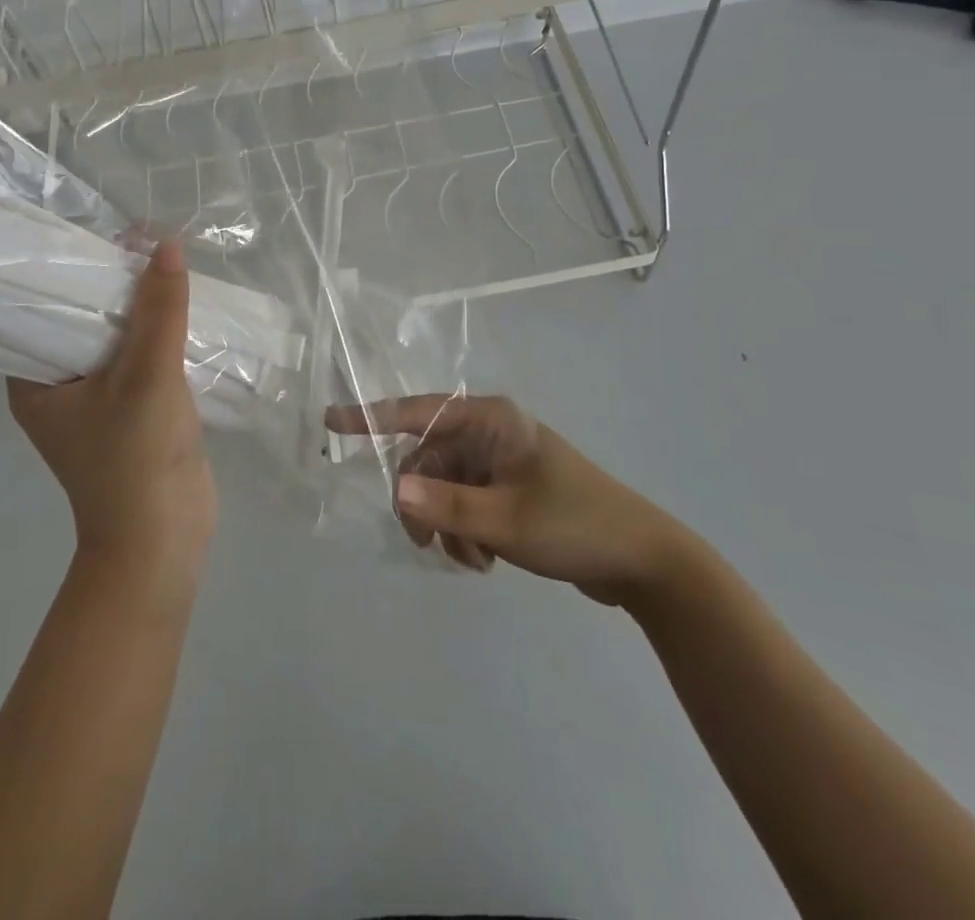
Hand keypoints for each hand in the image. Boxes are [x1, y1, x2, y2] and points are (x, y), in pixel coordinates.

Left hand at [7, 240, 215, 573]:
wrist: (165, 541)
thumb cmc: (136, 460)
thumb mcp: (147, 376)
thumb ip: (159, 311)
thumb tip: (167, 245)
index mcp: (34, 380)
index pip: (38, 308)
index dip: (66, 270)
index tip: (97, 233)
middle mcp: (58, 386)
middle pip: (81, 319)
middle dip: (111, 283)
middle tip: (141, 239)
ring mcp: (96, 400)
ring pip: (115, 338)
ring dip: (139, 308)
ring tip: (163, 261)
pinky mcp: (131, 410)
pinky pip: (140, 358)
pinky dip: (158, 334)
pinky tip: (181, 306)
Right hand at [325, 394, 692, 606]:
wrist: (643, 562)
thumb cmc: (575, 524)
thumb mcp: (506, 520)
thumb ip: (446, 506)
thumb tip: (394, 490)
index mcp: (489, 420)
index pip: (416, 412)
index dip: (370, 416)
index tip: (330, 422)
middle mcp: (488, 433)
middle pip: (426, 461)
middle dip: (422, 505)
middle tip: (428, 543)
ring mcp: (497, 463)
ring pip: (441, 490)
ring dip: (446, 527)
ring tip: (474, 559)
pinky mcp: (506, 490)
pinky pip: (462, 505)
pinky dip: (463, 534)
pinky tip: (486, 560)